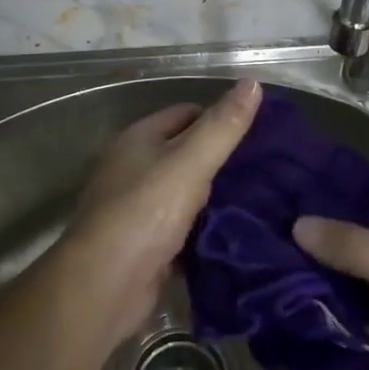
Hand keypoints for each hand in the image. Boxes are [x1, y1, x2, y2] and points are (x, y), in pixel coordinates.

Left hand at [61, 80, 262, 337]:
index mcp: (138, 138)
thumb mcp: (190, 162)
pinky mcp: (144, 245)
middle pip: (185, 153)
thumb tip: (253, 81)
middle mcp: (133, 168)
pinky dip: (204, 230)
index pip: (186, 113)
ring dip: (214, 198)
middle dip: (221, 160)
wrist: (104, 288)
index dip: (219, 119)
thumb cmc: (145, 213)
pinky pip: (182, 228)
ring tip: (259, 200)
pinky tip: (234, 233)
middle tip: (265, 169)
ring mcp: (136, 209)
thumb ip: (223, 125)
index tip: (257, 134)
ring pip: (185, 193)